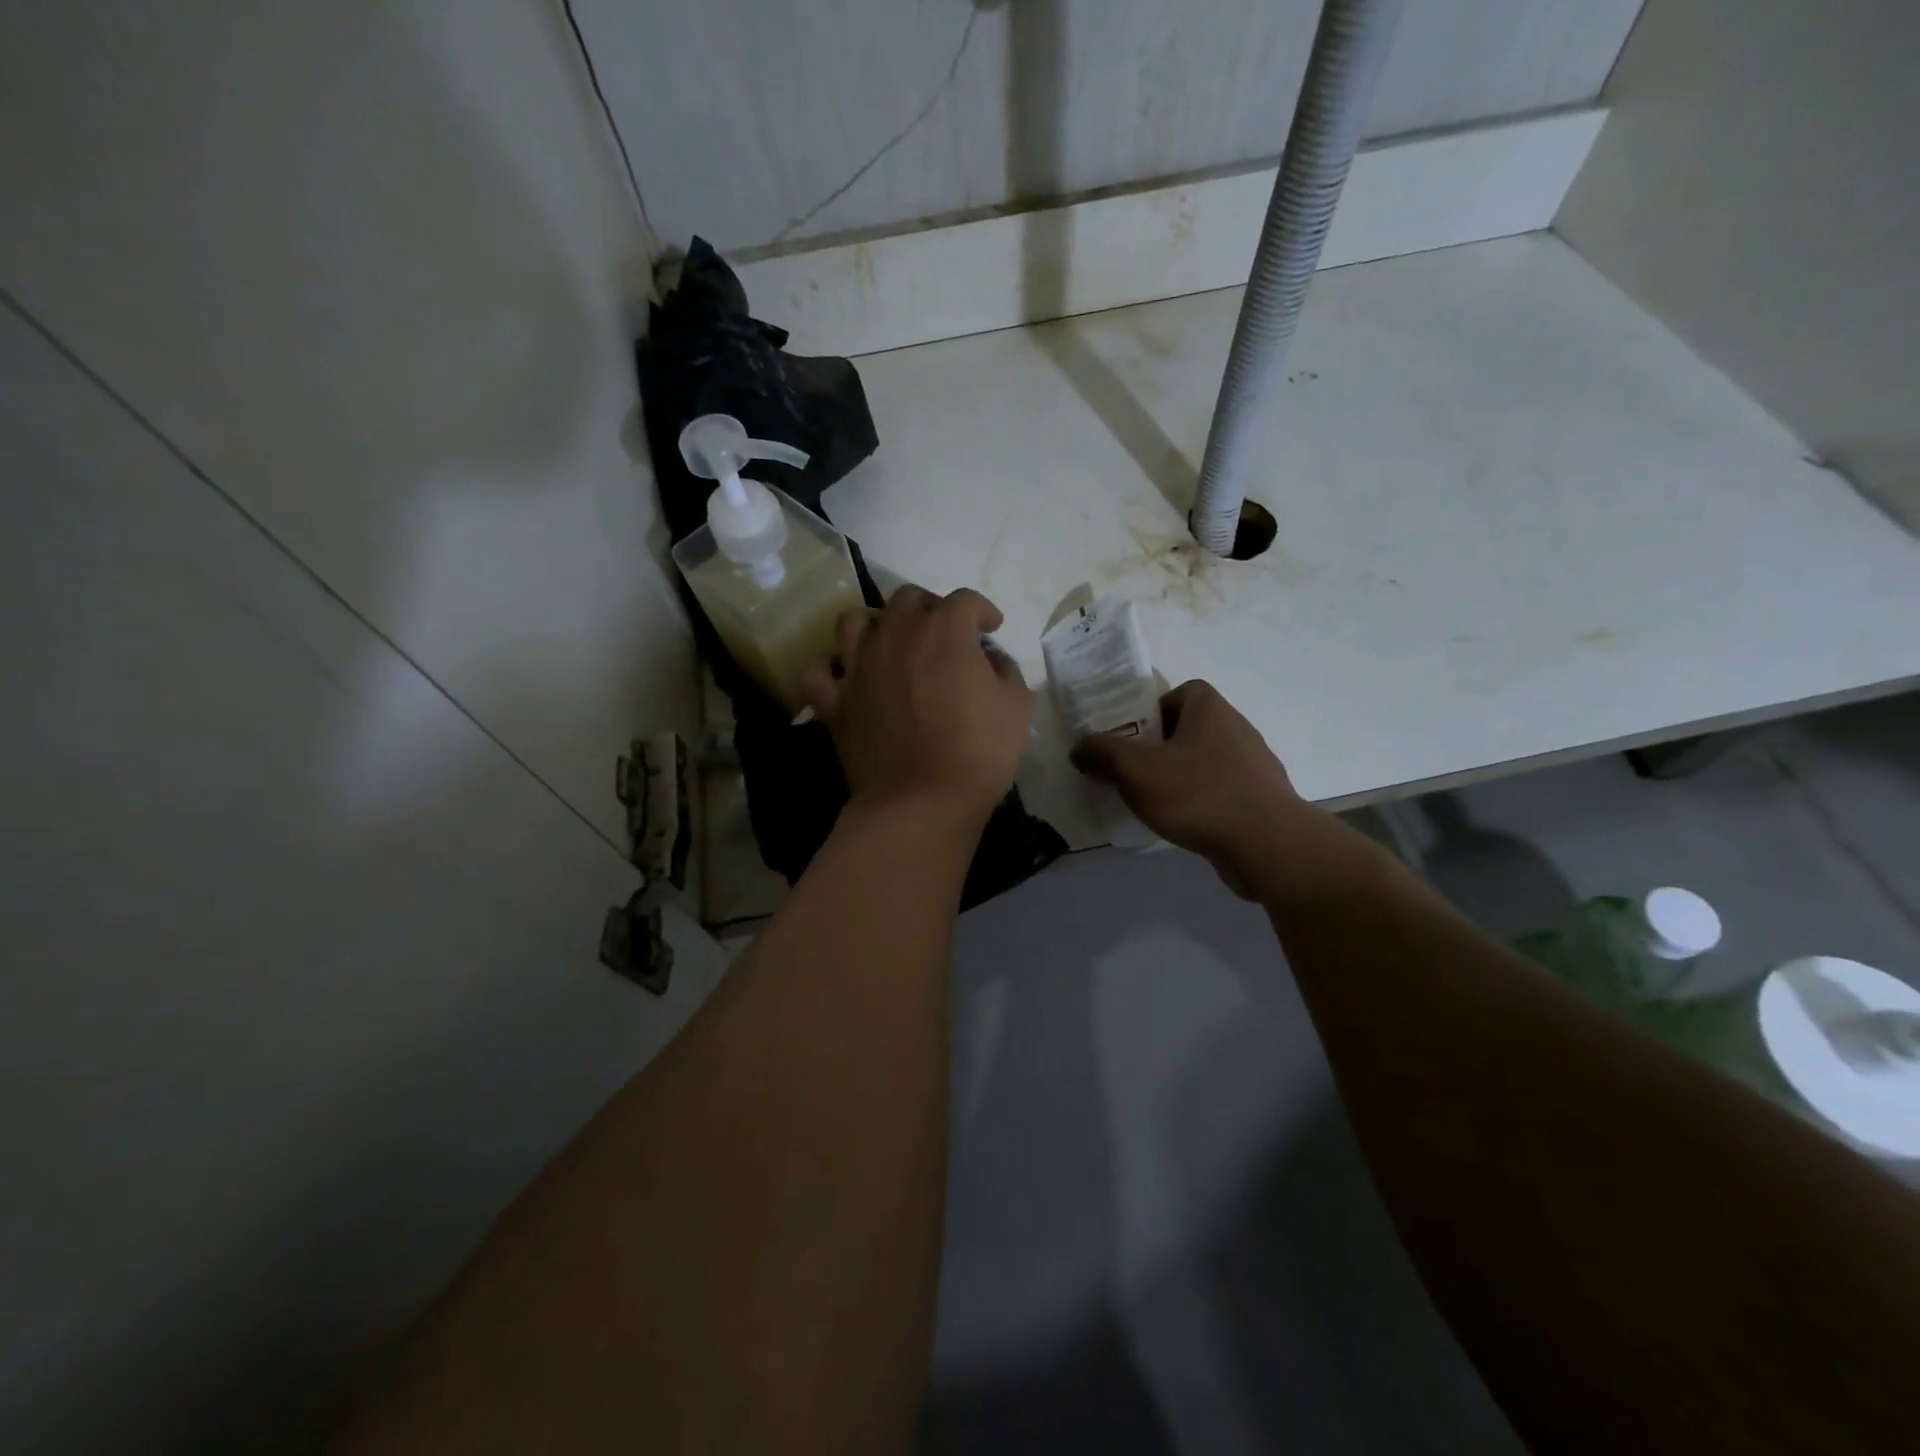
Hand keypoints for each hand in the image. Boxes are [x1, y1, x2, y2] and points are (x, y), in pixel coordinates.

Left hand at [800, 587, 1030, 832]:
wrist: (923, 802)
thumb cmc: (979, 752)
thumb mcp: (1017, 706)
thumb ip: (1005, 669)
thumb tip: (989, 659)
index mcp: (944, 631)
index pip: (964, 600)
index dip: (981, 610)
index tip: (990, 627)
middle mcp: (895, 635)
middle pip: (907, 599)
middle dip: (930, 609)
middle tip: (943, 635)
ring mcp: (857, 666)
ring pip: (854, 622)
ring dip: (875, 625)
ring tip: (890, 644)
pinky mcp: (834, 701)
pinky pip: (818, 671)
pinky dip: (830, 668)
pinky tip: (846, 676)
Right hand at [1071, 680, 1311, 896]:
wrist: (1266, 843)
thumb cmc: (1197, 793)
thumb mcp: (1134, 769)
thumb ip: (1102, 753)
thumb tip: (1079, 747)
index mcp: (1210, 709)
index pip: (1183, 692)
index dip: (1155, 709)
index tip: (1134, 736)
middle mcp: (1237, 729)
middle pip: (1192, 728)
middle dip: (1162, 747)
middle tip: (1134, 771)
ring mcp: (1255, 766)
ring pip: (1207, 761)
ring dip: (1182, 776)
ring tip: (1155, 801)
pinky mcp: (1262, 800)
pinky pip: (1223, 791)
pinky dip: (1202, 801)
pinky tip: (1185, 824)